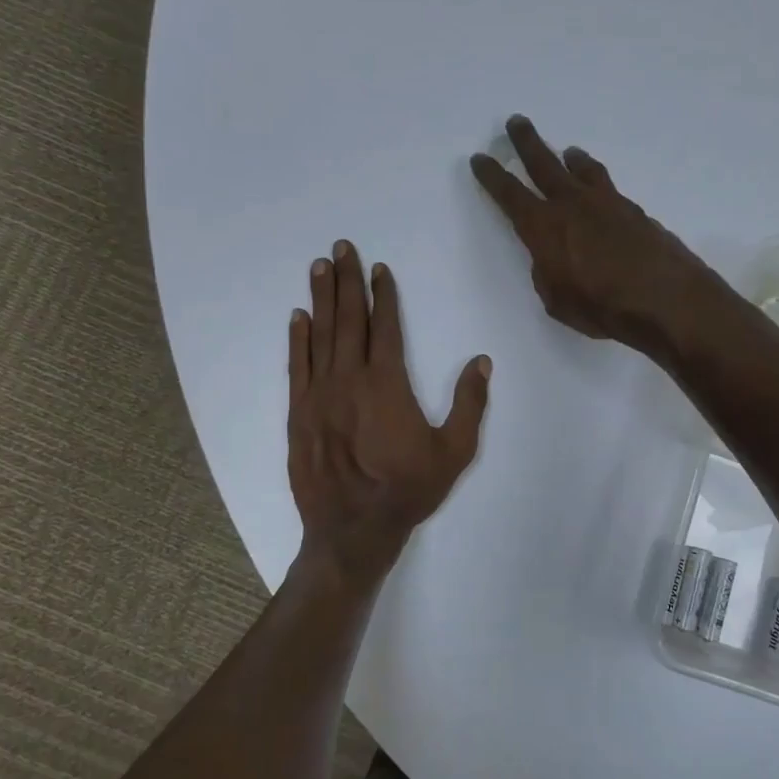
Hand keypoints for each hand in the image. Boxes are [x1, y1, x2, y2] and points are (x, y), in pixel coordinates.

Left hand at [288, 242, 489, 581]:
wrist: (353, 530)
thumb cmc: (408, 490)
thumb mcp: (454, 452)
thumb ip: (469, 405)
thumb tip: (481, 362)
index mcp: (387, 384)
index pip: (386, 327)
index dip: (384, 295)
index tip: (380, 269)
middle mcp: (350, 379)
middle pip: (349, 320)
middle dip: (347, 281)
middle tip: (341, 248)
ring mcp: (319, 395)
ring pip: (320, 336)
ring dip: (321, 299)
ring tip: (319, 267)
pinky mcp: (298, 413)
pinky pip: (297, 366)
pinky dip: (297, 339)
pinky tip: (297, 317)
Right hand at [470, 115, 722, 351]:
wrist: (665, 298)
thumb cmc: (602, 307)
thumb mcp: (557, 300)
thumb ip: (548, 273)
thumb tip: (551, 258)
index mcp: (544, 228)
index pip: (509, 195)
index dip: (492, 176)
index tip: (480, 158)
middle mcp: (572, 205)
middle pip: (543, 164)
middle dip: (526, 143)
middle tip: (516, 122)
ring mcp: (606, 203)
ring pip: (582, 170)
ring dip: (569, 158)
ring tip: (566, 151)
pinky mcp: (633, 210)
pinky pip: (608, 186)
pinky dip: (597, 180)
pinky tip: (600, 189)